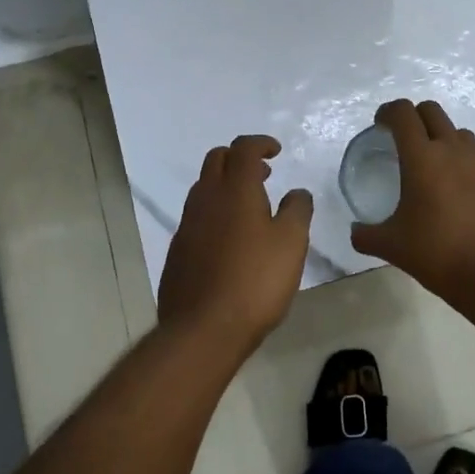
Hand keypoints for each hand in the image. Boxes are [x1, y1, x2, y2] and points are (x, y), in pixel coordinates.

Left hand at [157, 134, 312, 352]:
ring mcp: (186, 225)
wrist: (203, 329)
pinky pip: (196, 217)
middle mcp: (205, 199)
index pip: (243, 148)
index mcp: (234, 190)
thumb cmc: (255, 281)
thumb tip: (297, 192)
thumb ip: (297, 210)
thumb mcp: (291, 243)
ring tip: (250, 207)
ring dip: (225, 185)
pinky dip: (214, 212)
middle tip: (263, 174)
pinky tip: (230, 240)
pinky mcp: (177, 251)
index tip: (276, 151)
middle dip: (239, 158)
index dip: (260, 143)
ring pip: (203, 188)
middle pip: (216, 160)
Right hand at [349, 99, 474, 301]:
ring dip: (442, 138)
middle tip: (403, 141)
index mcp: (422, 157)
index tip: (380, 125)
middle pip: (432, 111)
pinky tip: (459, 194)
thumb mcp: (392, 247)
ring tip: (433, 167)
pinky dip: (464, 164)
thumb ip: (366, 235)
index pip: (403, 113)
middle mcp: (453, 150)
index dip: (388, 112)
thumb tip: (356, 232)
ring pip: (458, 133)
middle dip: (414, 117)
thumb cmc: (438, 254)